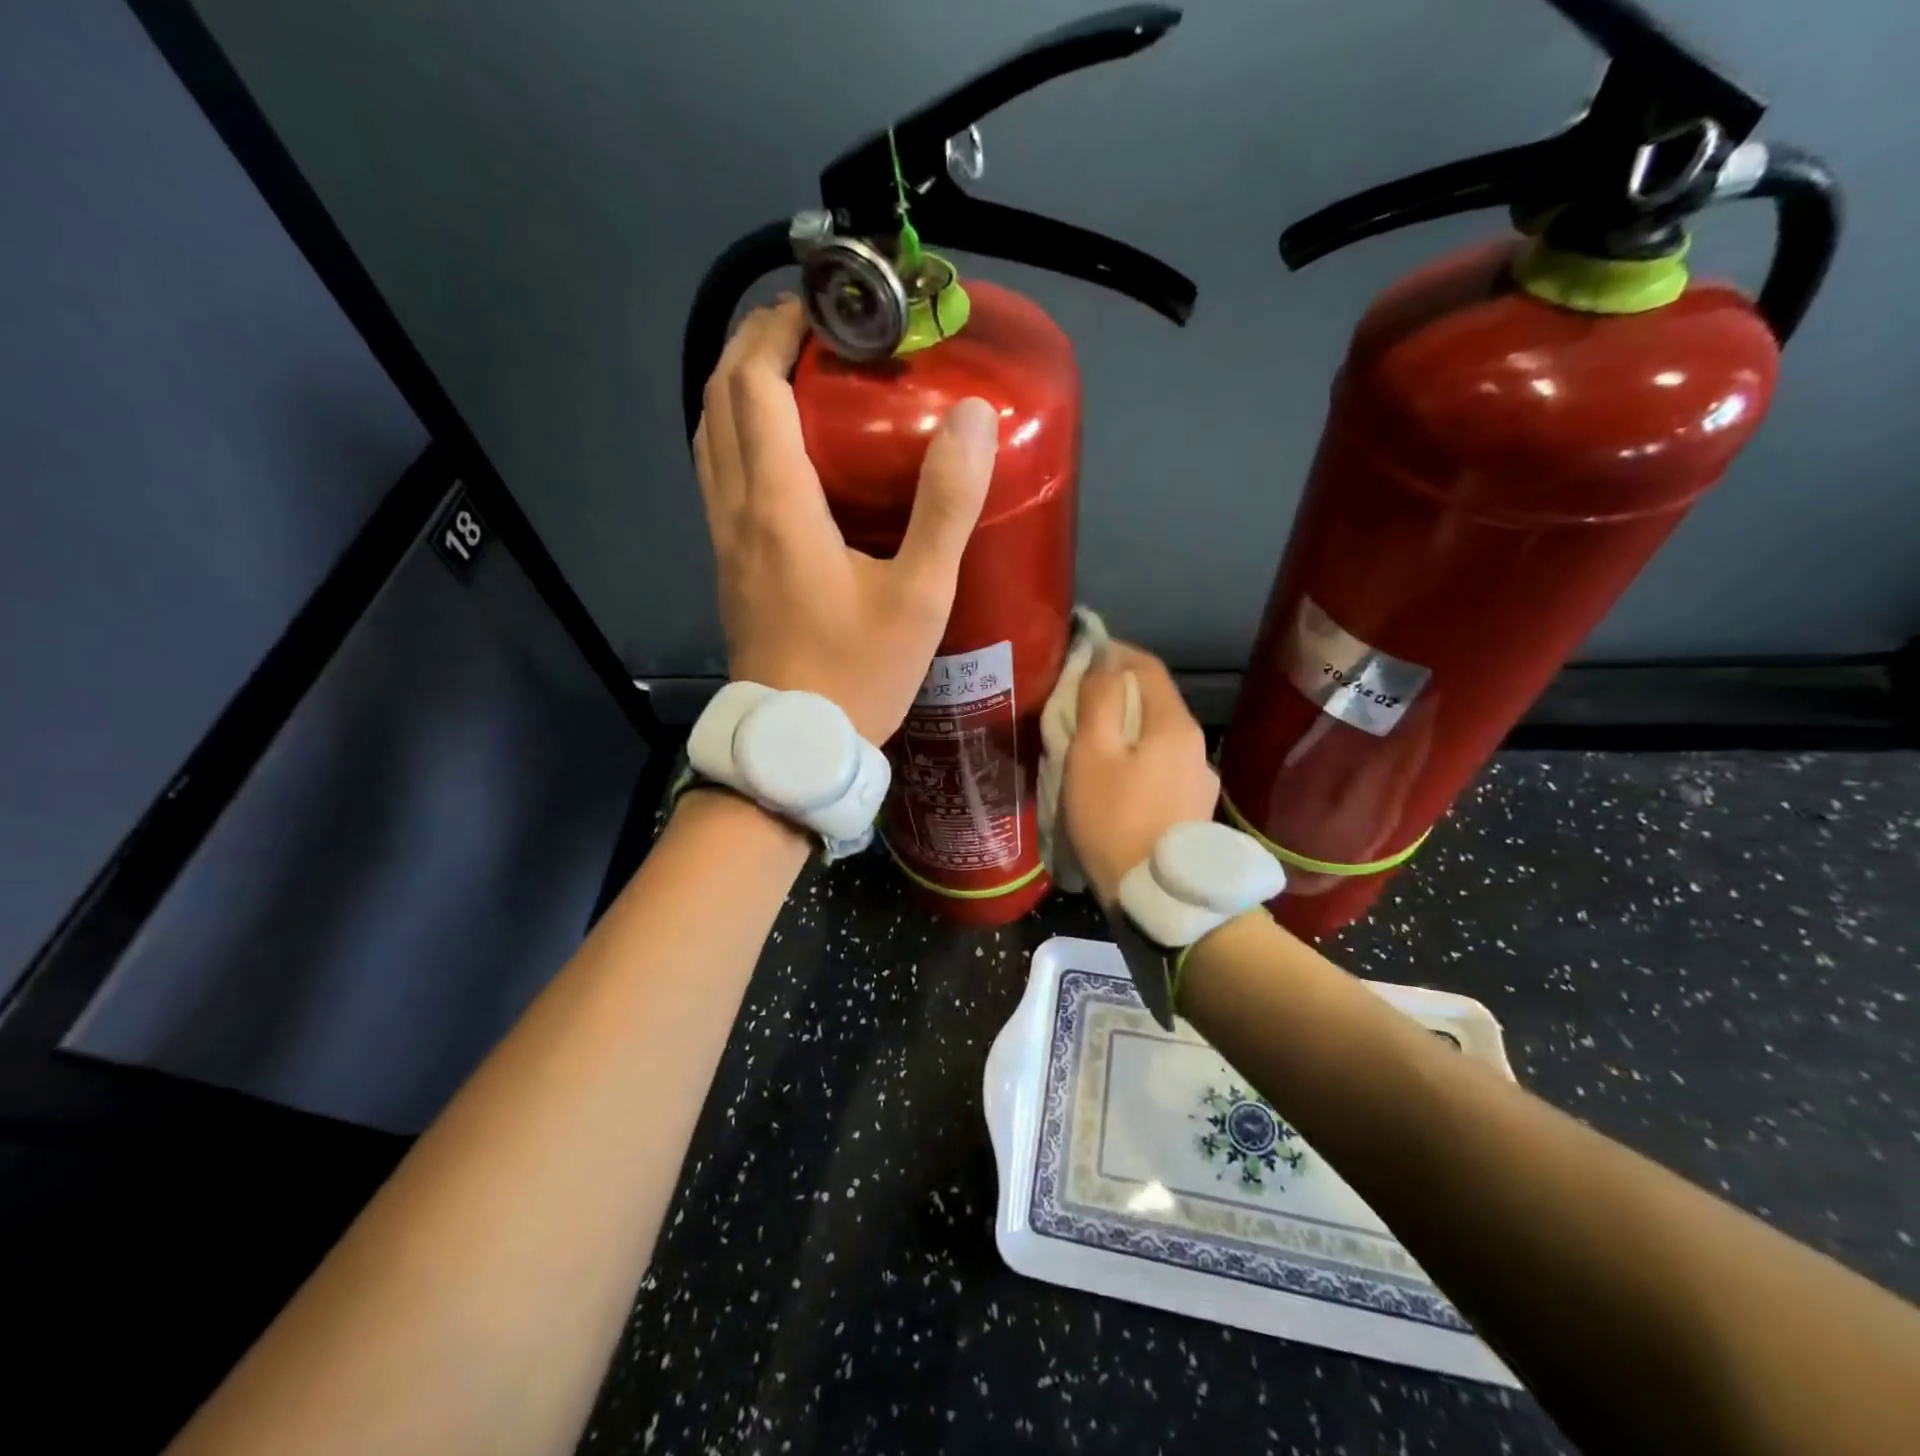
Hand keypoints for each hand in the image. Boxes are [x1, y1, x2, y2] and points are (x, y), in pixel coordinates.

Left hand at [693, 299, 998, 743]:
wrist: (798, 742)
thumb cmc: (859, 673)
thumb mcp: (918, 595)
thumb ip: (945, 506)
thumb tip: (972, 417)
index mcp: (778, 506)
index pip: (754, 387)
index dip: (779, 333)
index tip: (822, 309)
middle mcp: (736, 512)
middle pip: (719, 402)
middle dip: (753, 347)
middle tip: (808, 328)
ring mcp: (725, 542)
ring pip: (709, 440)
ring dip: (738, 392)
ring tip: (790, 375)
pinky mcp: (730, 567)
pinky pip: (718, 478)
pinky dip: (738, 438)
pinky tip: (781, 452)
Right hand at [1064, 643, 1219, 904]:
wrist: (1159, 897)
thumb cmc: (1114, 819)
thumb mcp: (1092, 754)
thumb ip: (1098, 699)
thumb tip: (1104, 657)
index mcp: (1174, 725)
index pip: (1147, 666)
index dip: (1114, 653)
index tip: (1082, 654)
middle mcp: (1197, 745)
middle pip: (1155, 700)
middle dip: (1117, 691)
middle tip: (1077, 700)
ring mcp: (1200, 778)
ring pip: (1159, 735)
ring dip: (1128, 727)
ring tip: (1093, 741)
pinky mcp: (1194, 808)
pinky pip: (1163, 765)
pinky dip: (1138, 757)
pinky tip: (1118, 779)